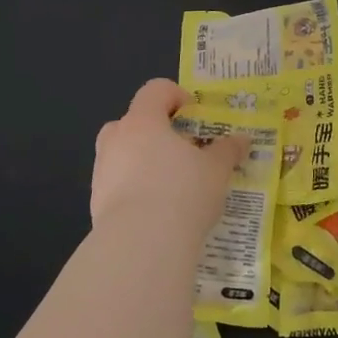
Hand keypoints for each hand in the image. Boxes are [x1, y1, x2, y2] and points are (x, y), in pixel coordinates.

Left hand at [90, 79, 246, 242]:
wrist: (140, 247)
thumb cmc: (182, 192)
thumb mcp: (216, 170)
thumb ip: (228, 150)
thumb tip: (242, 139)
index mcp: (143, 121)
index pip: (155, 90)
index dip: (176, 95)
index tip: (195, 115)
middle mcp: (116, 139)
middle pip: (132, 121)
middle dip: (155, 131)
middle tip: (180, 149)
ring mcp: (101, 172)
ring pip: (122, 154)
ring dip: (142, 161)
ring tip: (170, 185)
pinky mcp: (95, 204)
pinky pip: (117, 185)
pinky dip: (134, 190)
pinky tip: (157, 211)